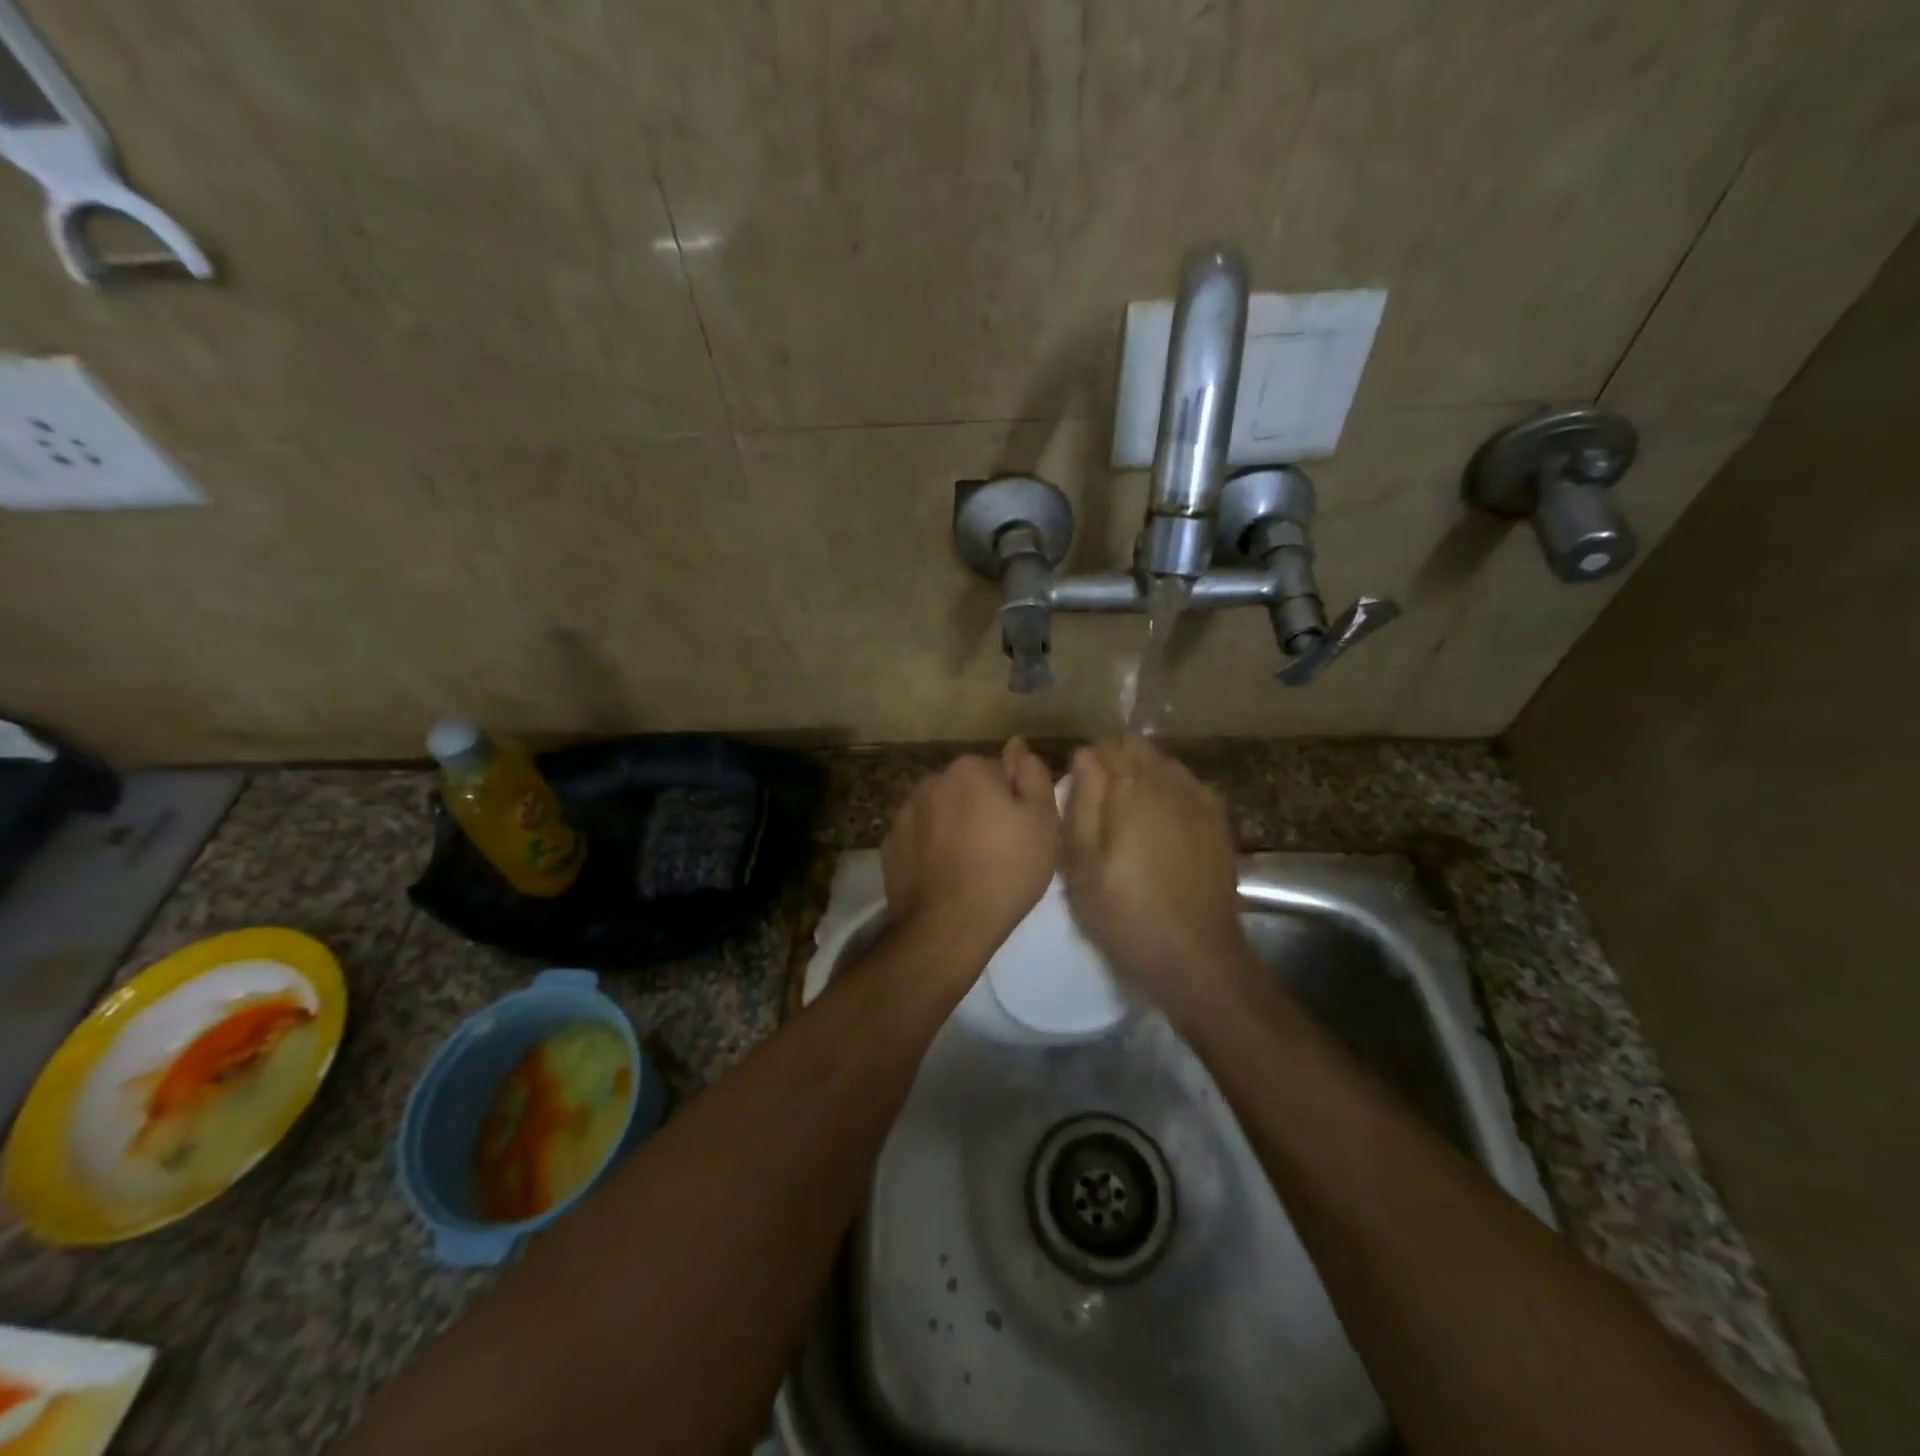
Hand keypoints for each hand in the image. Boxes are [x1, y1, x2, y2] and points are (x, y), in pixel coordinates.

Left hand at [882, 739, 1059, 969]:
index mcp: (969, 769)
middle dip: (980, 810)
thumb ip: (1033, 774)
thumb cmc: (1006, 870)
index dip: (1013, 800)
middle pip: (966, 789)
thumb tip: (1017, 745)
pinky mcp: (890, 845)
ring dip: (952, 828)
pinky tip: (944, 876)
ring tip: (969, 867)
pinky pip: (919, 838)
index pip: (999, 771)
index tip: (1020, 831)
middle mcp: (931, 781)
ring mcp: (904, 813)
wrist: (948, 926)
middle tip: (999, 851)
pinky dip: (930, 849)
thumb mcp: (1042, 821)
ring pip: (940, 812)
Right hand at [1060, 740, 1249, 1019]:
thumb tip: (1084, 756)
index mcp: (1131, 788)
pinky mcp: (1219, 821)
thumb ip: (1081, 802)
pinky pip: (1190, 786)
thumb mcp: (1081, 863)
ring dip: (1144, 775)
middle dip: (1116, 764)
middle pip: (1138, 749)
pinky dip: (1172, 791)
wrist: (1194, 954)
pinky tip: (1163, 821)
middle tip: (1100, 802)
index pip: (1104, 748)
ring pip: (1165, 764)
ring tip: (1129, 812)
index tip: (1076, 790)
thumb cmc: (1124, 911)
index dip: (1086, 763)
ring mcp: (1200, 800)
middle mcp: (1169, 782)